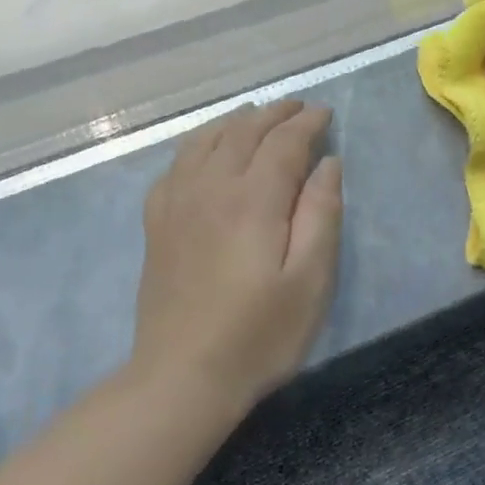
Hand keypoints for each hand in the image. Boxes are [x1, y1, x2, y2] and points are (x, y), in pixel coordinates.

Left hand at [131, 100, 342, 410]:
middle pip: (243, 132)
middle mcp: (210, 187)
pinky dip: (198, 144)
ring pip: (206, 141)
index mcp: (253, 199)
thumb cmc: (259, 334)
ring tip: (255, 115)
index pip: (283, 142)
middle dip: (274, 114)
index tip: (325, 113)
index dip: (307, 123)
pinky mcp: (157, 224)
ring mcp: (177, 204)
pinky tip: (206, 152)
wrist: (182, 377)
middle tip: (299, 107)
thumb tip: (327, 163)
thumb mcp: (311, 280)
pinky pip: (176, 165)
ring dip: (235, 121)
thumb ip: (322, 214)